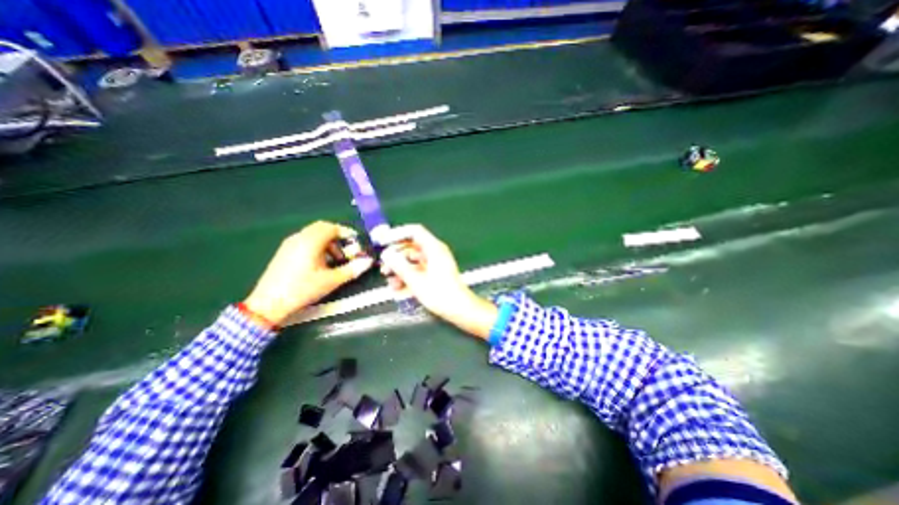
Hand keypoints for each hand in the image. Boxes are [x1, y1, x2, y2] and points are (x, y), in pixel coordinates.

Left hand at [243, 220, 372, 325]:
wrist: (269, 304)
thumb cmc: (303, 289)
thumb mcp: (332, 280)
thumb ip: (352, 269)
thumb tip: (368, 261)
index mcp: (311, 242)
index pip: (331, 227)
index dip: (346, 233)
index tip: (355, 243)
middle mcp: (299, 238)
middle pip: (322, 228)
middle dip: (337, 237)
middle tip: (346, 251)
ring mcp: (289, 244)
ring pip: (313, 234)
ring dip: (327, 242)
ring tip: (334, 260)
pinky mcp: (284, 252)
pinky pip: (304, 241)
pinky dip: (317, 246)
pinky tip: (320, 263)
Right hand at [378, 223, 498, 338]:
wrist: (459, 309)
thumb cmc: (440, 294)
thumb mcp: (416, 280)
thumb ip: (399, 266)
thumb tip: (386, 254)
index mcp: (434, 248)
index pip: (414, 231)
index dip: (397, 234)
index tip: (383, 241)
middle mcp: (435, 252)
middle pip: (411, 247)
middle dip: (395, 257)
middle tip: (384, 267)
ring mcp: (435, 263)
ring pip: (412, 260)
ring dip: (399, 270)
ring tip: (390, 282)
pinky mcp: (434, 274)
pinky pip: (417, 270)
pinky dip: (407, 277)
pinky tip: (398, 289)